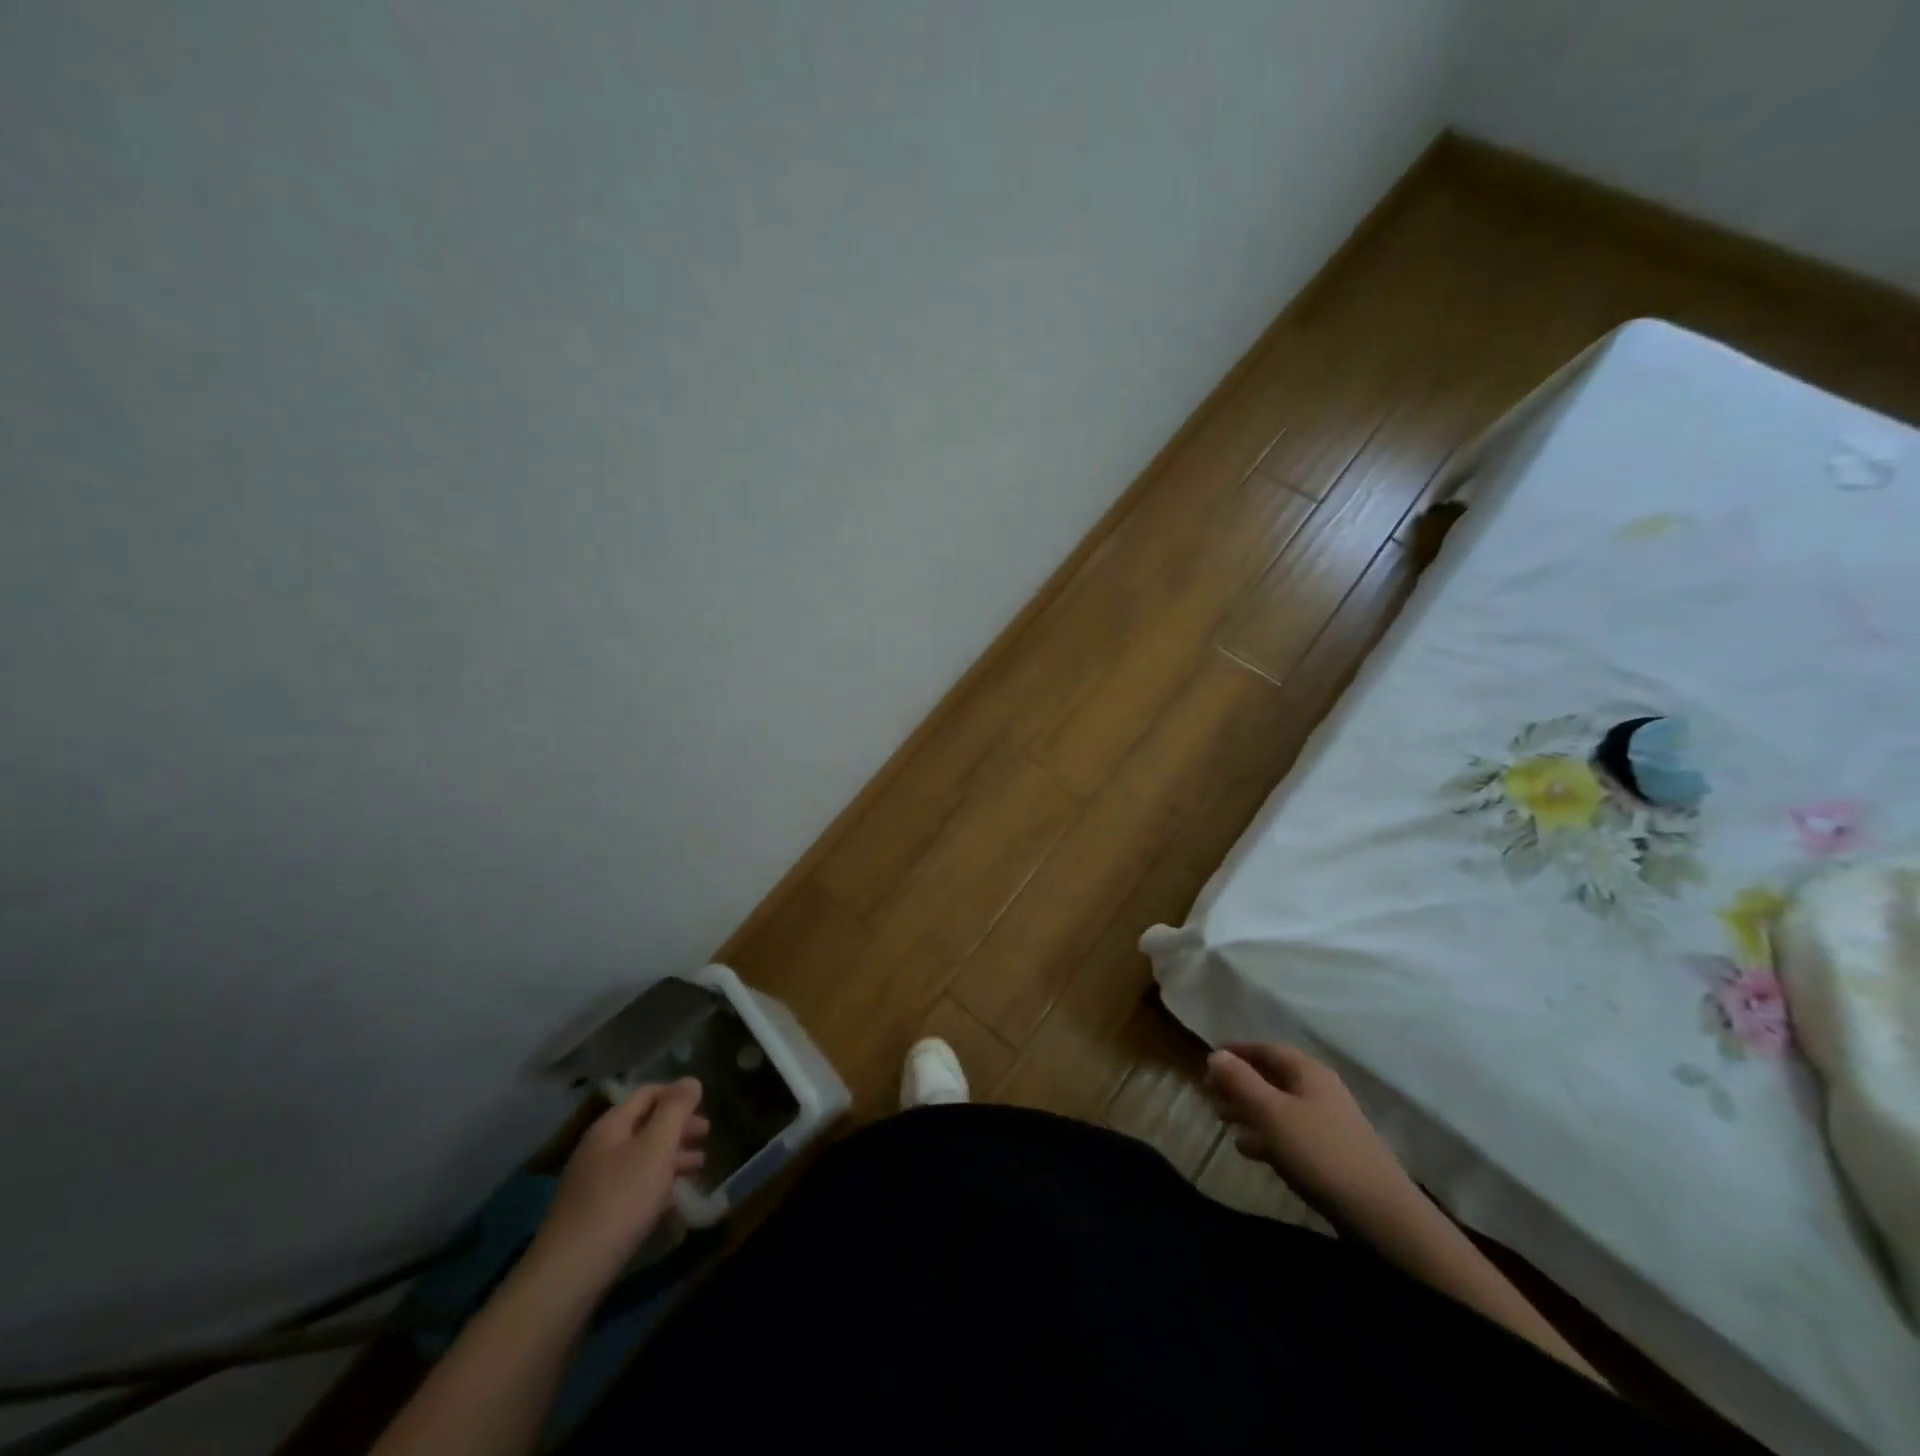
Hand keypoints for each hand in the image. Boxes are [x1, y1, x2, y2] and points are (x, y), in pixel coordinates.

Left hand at [526, 1079, 707, 1293]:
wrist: (570, 1273)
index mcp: (611, 1126)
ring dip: (671, 1155)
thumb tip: (691, 1080)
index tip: (704, 1104)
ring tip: (699, 1164)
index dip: (676, 1094)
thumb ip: (675, 1110)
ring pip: (640, 1156)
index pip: (647, 1093)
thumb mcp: (656, 1147)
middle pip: (644, 1124)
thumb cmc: (620, 1199)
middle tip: (706, 1134)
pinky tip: (672, 1197)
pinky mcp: (594, 1213)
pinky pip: (632, 1184)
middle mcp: (599, 1148)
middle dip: (677, 1126)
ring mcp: (593, 1182)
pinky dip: (656, 1181)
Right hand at [1205, 1043, 1415, 1226]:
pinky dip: (1266, 1134)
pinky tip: (1249, 1149)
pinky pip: (1290, 1133)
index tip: (1210, 1057)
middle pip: (1273, 1078)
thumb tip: (1216, 1054)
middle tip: (1210, 1093)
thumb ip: (1241, 1081)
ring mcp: (1329, 1124)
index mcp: (1308, 1072)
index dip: (1237, 1051)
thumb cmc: (1320, 1153)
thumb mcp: (1271, 1113)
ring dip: (1249, 1109)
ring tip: (1223, 1120)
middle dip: (1240, 1083)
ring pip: (1279, 1106)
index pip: (1267, 1049)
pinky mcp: (1331, 1154)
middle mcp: (1320, 1091)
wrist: (1380, 1215)